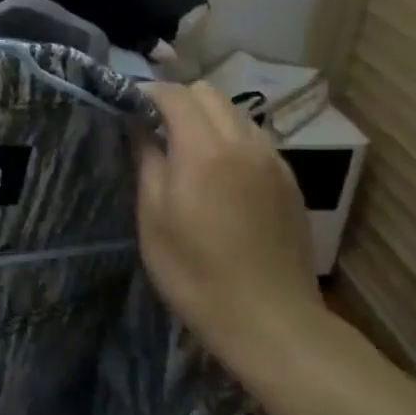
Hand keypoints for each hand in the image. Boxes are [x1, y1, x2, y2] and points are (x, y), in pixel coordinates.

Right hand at [136, 81, 322, 369]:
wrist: (270, 321)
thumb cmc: (195, 272)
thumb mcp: (153, 217)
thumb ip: (146, 161)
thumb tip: (137, 125)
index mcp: (204, 148)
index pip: (174, 94)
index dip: (146, 93)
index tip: (126, 108)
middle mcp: (243, 142)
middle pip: (207, 94)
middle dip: (177, 101)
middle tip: (153, 130)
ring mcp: (273, 161)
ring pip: (234, 114)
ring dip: (205, 119)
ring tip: (186, 153)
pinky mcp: (289, 182)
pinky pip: (254, 140)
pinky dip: (230, 140)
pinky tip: (219, 177)